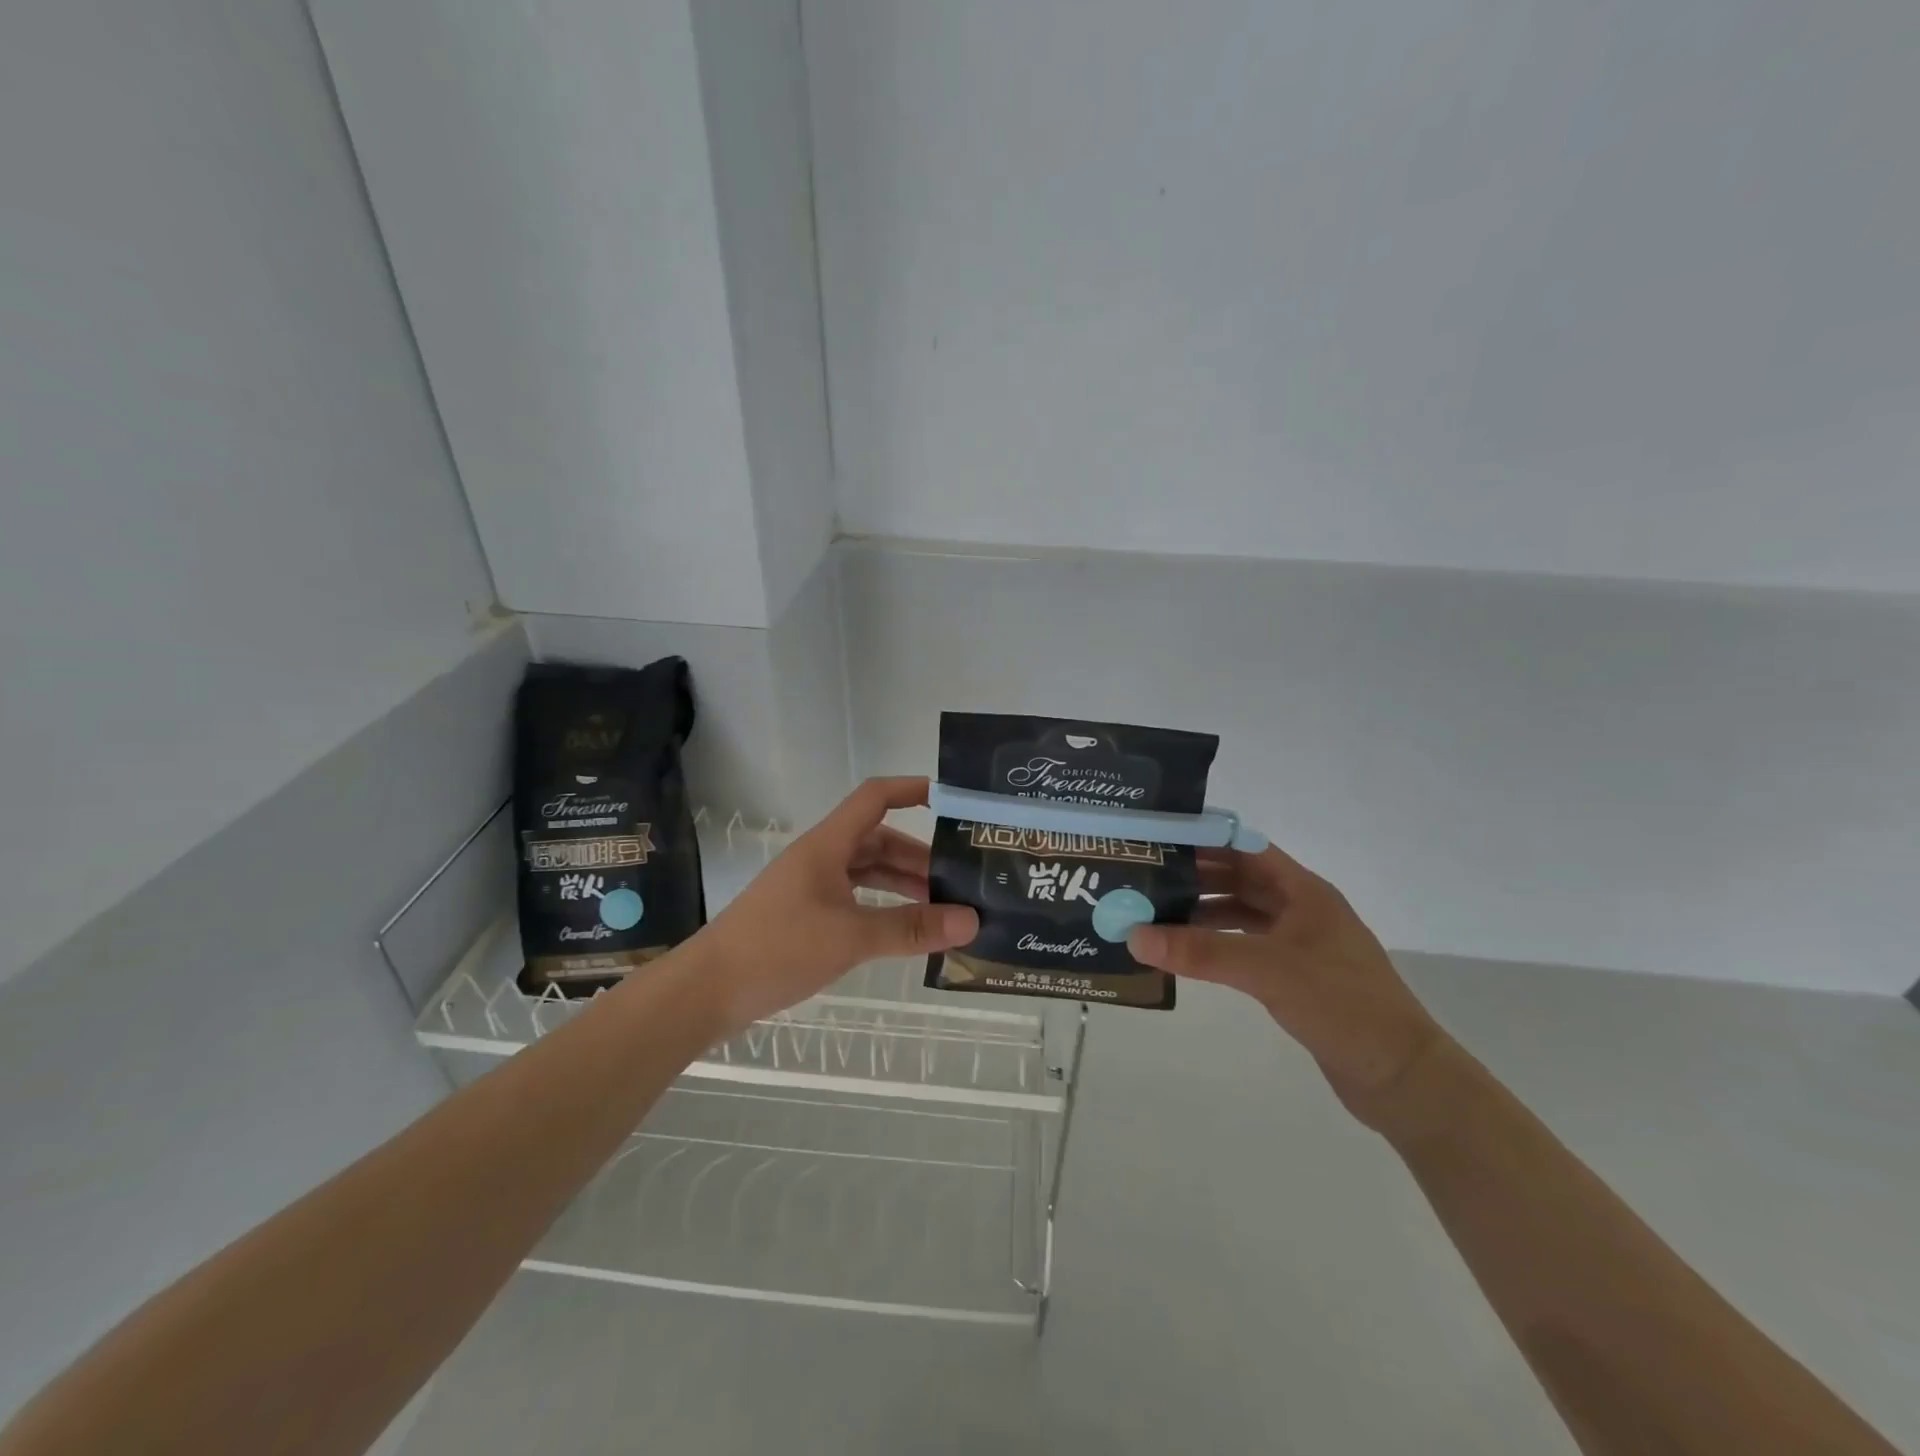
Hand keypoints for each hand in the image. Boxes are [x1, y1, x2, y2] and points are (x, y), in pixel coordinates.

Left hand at [695, 777, 978, 1032]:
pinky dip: (883, 906)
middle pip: (878, 839)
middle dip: (918, 856)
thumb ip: (911, 928)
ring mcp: (812, 886)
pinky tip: (904, 929)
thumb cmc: (778, 948)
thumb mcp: (851, 937)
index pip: (874, 798)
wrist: (708, 990)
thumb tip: (971, 920)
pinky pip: (856, 898)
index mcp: (828, 845)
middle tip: (960, 879)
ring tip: (942, 907)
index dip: (911, 790)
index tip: (952, 801)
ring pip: (868, 871)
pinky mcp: (806, 914)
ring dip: (902, 883)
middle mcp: (821, 858)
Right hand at [1127, 844, 1445, 1124]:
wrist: (1401, 1077)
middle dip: (1195, 877)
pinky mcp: (1296, 976)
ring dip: (1202, 912)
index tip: (1157, 841)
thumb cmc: (1342, 1005)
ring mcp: (1300, 944)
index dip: (1204, 841)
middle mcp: (1301, 909)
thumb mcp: (1268, 970)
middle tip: (1145, 879)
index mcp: (1303, 892)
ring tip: (1155, 916)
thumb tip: (1134, 935)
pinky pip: (1246, 946)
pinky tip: (1188, 954)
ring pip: (1241, 914)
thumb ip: (1202, 952)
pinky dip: (1217, 944)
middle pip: (1240, 879)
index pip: (1245, 849)